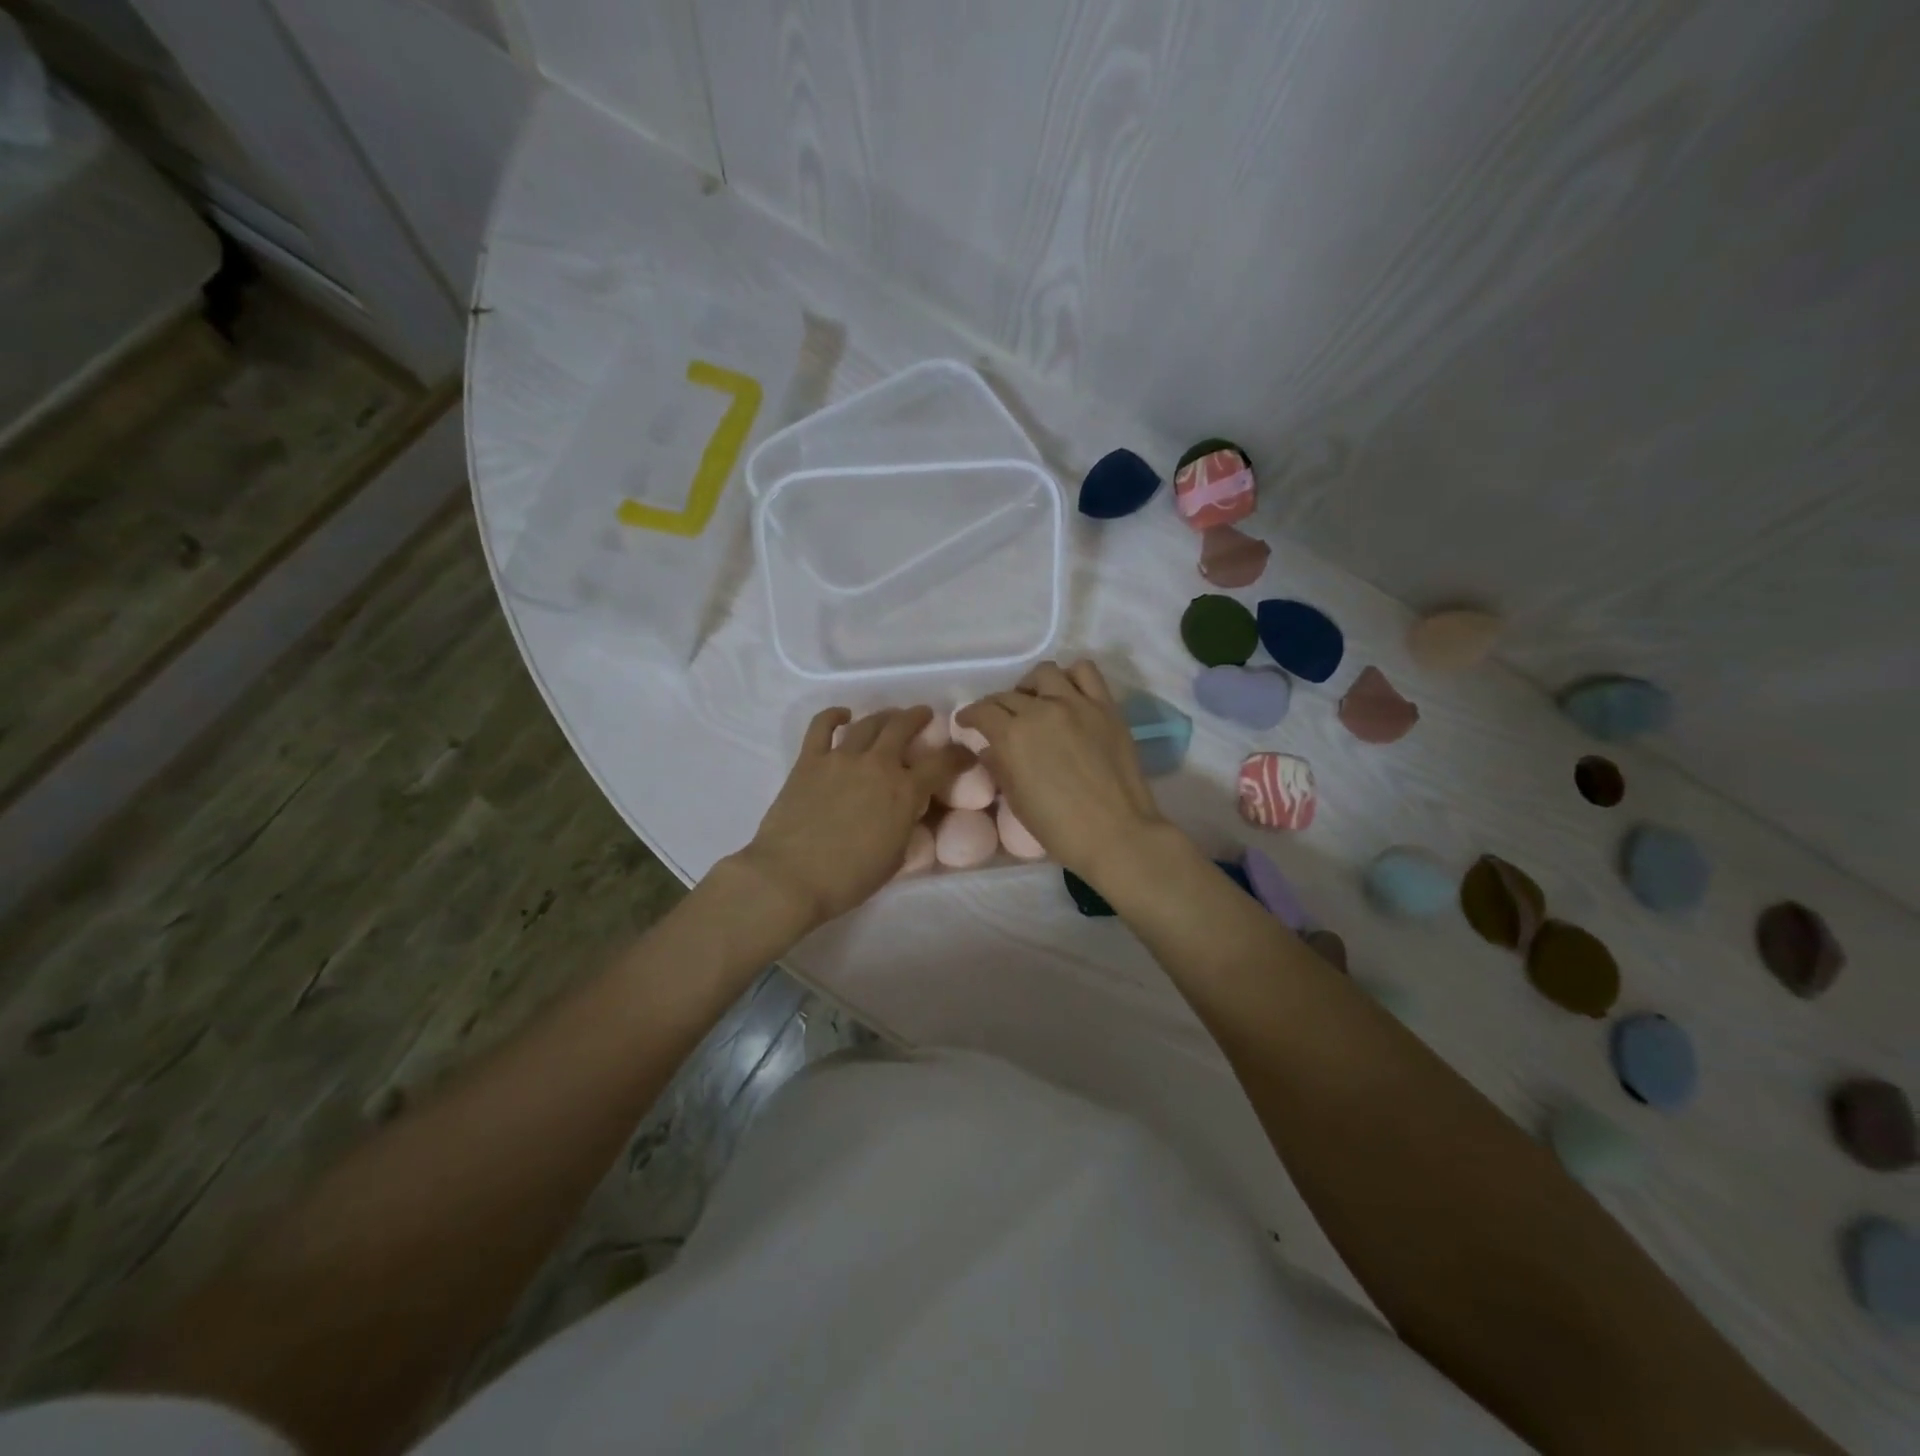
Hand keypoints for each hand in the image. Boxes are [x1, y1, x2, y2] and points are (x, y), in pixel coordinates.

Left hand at [732, 706, 970, 929]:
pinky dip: (834, 715)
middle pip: (903, 727)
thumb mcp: (895, 856)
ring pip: (869, 723)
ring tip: (891, 716)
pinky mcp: (809, 760)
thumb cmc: (848, 879)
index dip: (958, 756)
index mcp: (904, 792)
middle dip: (918, 718)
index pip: (942, 763)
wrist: (791, 877)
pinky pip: (822, 726)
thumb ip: (906, 825)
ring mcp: (841, 758)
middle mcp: (877, 765)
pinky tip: (843, 715)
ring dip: (885, 715)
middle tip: (924, 715)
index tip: (965, 754)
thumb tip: (908, 809)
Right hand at [956, 660, 1163, 879]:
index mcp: (1013, 735)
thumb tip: (990, 749)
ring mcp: (1077, 704)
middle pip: (1009, 694)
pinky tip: (1068, 694)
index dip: (970, 715)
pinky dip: (1072, 677)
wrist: (1116, 834)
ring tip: (1034, 701)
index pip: (982, 711)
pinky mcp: (1106, 707)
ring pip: (1045, 673)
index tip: (967, 722)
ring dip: (1032, 685)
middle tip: (999, 720)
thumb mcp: (1017, 801)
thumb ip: (1000, 767)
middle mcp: (1041, 710)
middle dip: (996, 706)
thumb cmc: (1059, 828)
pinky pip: (1086, 672)